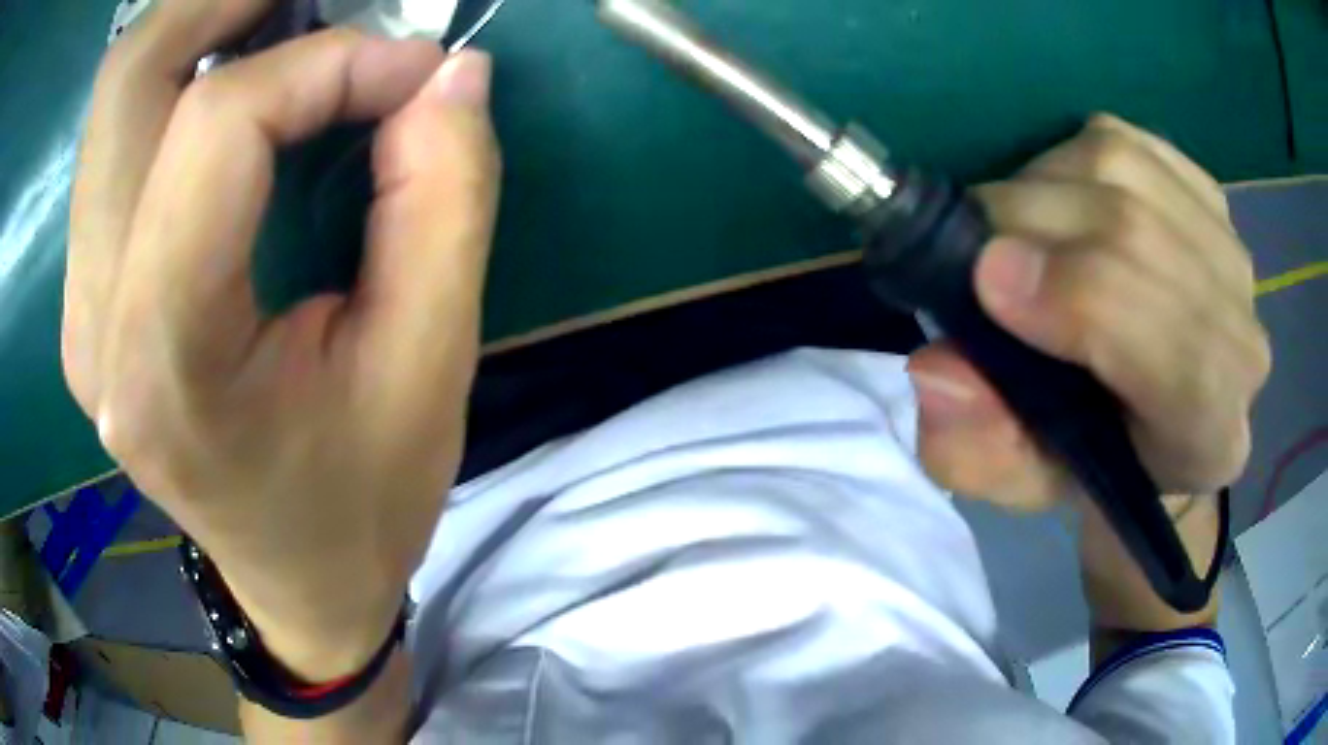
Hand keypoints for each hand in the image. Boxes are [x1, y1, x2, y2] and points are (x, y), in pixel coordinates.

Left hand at [64, 0, 499, 680]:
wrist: (297, 580)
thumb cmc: (363, 502)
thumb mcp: (430, 367)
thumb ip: (443, 198)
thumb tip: (448, 72)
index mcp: (167, 363)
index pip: (216, 127)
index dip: (326, 65)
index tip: (413, 73)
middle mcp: (97, 320)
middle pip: (129, 78)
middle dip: (229, 0)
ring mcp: (83, 302)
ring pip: (118, 93)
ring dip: (207, 25)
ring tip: (293, 22)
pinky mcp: (93, 289)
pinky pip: (122, 132)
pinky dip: (187, 72)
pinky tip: (250, 84)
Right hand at [907, 116, 1269, 510]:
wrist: (1153, 418)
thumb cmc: (1091, 460)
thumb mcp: (1022, 482)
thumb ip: (976, 452)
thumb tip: (936, 369)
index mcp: (1207, 435)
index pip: (1171, 350)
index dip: (1078, 298)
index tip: (985, 277)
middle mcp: (1243, 343)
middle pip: (1139, 235)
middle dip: (1032, 222)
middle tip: (972, 243)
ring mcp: (1231, 255)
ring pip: (1126, 171)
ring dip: (1043, 184)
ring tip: (1016, 229)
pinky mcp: (1206, 192)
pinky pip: (1128, 141)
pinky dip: (1071, 156)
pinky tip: (1062, 198)